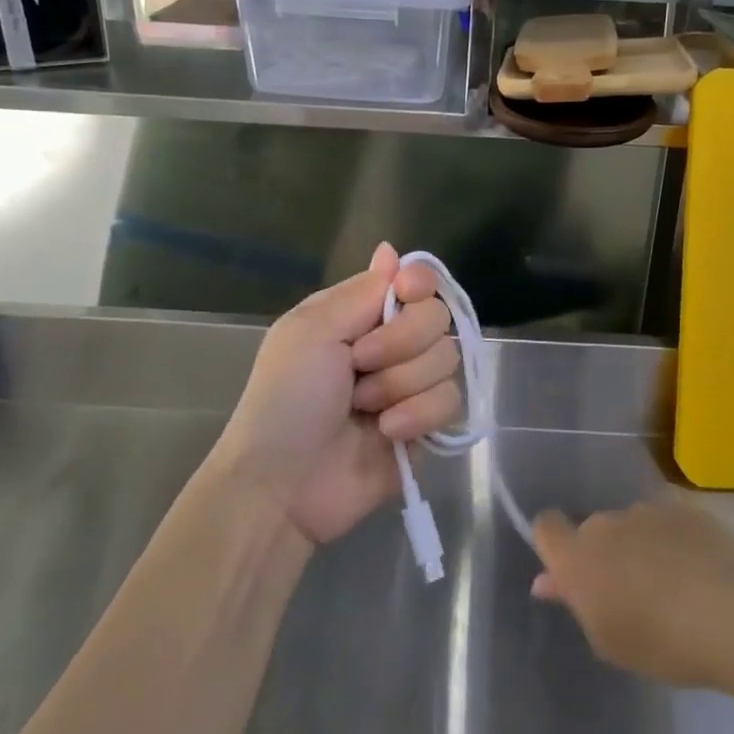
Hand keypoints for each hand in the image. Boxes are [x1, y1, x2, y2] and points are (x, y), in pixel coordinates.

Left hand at [214, 243, 462, 545]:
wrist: (283, 484)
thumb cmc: (287, 398)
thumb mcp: (312, 330)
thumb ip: (363, 291)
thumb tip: (391, 249)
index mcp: (360, 314)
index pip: (416, 280)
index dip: (419, 284)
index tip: (405, 294)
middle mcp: (391, 343)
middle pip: (437, 316)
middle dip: (400, 342)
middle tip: (359, 363)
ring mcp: (410, 385)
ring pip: (446, 359)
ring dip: (400, 383)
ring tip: (363, 407)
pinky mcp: (425, 426)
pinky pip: (450, 402)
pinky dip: (417, 415)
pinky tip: (386, 432)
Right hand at [532, 498, 733, 688]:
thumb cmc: (661, 642)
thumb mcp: (608, 641)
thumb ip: (576, 603)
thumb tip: (549, 580)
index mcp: (578, 555)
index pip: (545, 526)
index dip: (552, 544)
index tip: (568, 573)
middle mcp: (606, 522)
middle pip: (593, 529)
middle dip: (604, 554)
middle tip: (628, 594)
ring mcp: (647, 509)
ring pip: (631, 525)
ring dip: (639, 546)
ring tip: (672, 587)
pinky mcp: (685, 506)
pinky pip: (666, 521)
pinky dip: (672, 540)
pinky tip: (698, 571)